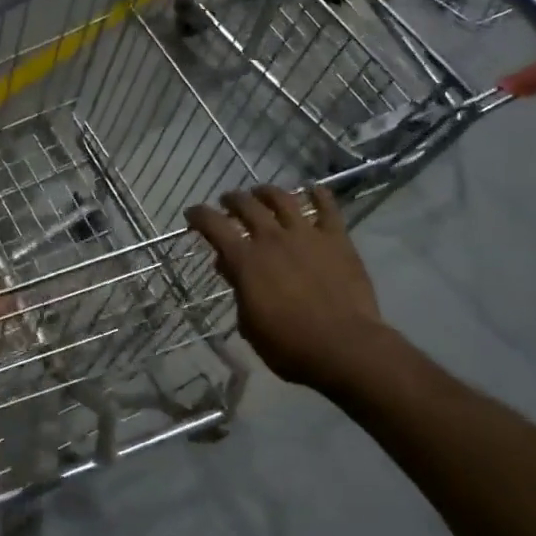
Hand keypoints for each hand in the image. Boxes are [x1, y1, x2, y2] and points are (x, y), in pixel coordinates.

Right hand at [185, 186, 386, 394]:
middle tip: (227, 201)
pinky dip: (319, 194)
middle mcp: (272, 238)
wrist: (344, 346)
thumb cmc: (290, 345)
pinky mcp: (336, 239)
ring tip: (261, 192)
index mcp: (246, 260)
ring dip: (267, 192)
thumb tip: (231, 268)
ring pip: (282, 199)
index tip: (192, 214)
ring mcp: (306, 235)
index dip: (199, 216)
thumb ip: (239, 290)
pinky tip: (313, 188)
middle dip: (232, 200)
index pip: (213, 226)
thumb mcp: (249, 324)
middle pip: (246, 206)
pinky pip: (327, 208)